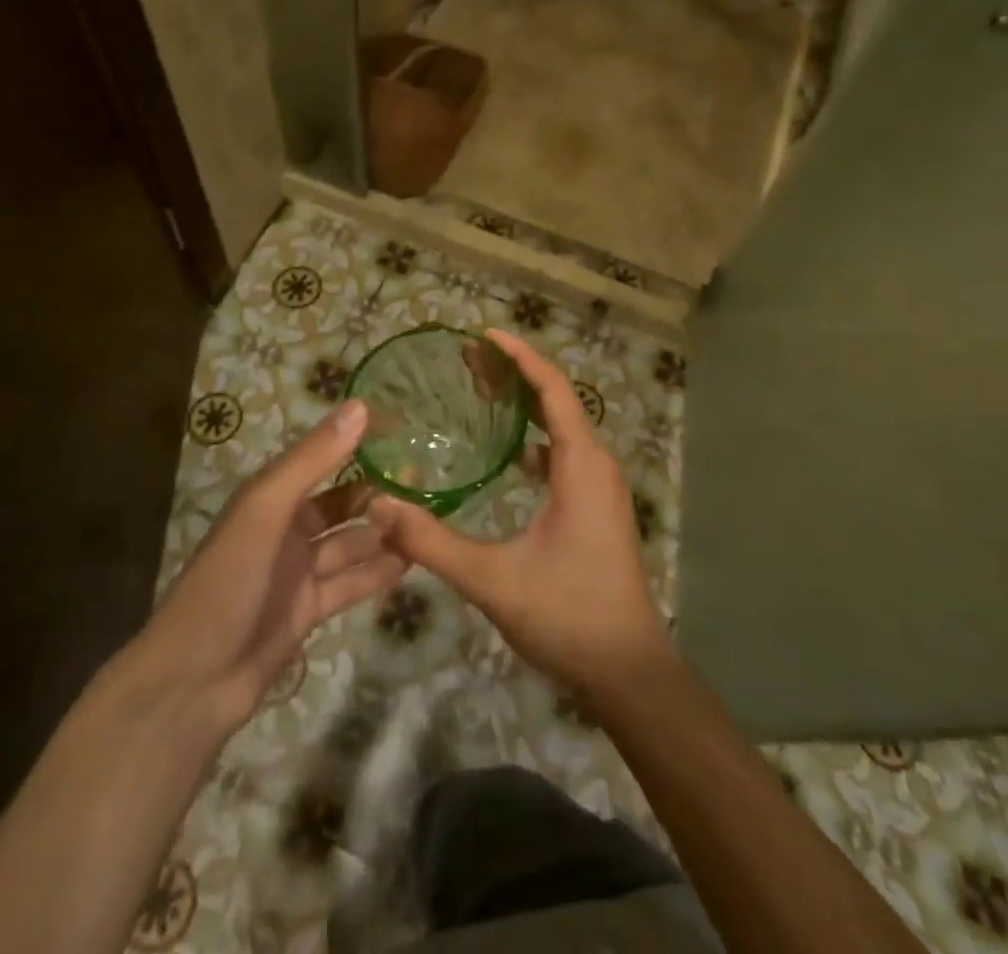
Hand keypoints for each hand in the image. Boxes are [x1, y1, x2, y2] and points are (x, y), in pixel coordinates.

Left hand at [128, 400, 405, 728]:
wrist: (193, 681)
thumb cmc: (227, 582)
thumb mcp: (266, 510)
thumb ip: (313, 460)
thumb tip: (361, 406)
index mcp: (269, 498)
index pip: (320, 459)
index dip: (356, 445)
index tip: (403, 432)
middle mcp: (284, 529)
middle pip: (339, 504)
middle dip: (376, 494)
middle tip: (426, 483)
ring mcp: (296, 572)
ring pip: (348, 544)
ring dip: (381, 534)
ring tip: (428, 521)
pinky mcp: (307, 610)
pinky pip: (349, 584)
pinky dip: (376, 573)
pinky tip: (411, 563)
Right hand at [367, 329, 671, 697]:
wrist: (628, 672)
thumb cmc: (567, 614)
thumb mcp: (492, 578)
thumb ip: (432, 542)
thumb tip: (379, 506)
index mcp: (581, 465)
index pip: (553, 389)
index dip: (520, 357)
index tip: (484, 335)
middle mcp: (597, 465)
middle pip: (557, 401)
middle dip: (516, 375)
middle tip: (470, 360)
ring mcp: (601, 488)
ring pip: (562, 429)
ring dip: (527, 407)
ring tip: (483, 393)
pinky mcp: (597, 509)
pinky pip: (565, 456)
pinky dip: (536, 440)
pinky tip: (506, 454)